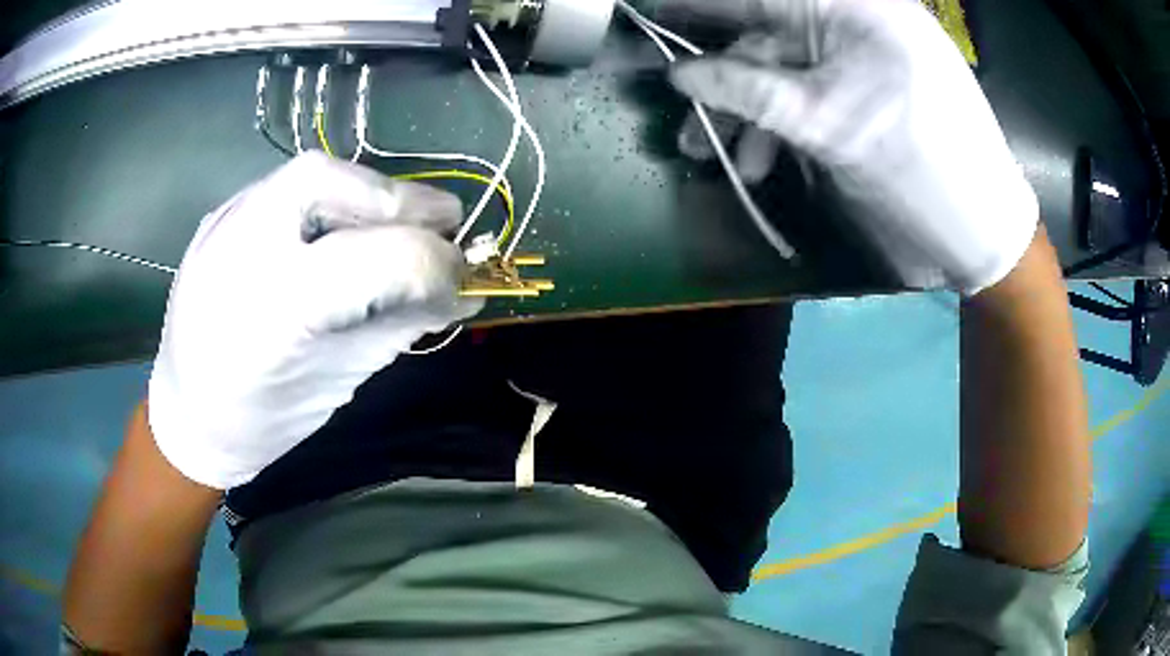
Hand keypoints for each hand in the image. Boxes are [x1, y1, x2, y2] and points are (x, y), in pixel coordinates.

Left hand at [148, 152, 481, 488]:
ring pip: (306, 173)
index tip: (463, 277)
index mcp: (274, 316)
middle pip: (328, 179)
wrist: (186, 417)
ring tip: (394, 224)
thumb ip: (399, 329)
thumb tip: (462, 295)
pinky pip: (285, 189)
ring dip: (366, 192)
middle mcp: (239, 254)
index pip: (375, 257)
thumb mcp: (337, 382)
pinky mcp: (218, 219)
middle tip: (440, 222)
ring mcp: (221, 228)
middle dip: (397, 196)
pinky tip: (340, 232)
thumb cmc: (262, 421)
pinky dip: (330, 200)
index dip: (435, 261)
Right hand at [665, 0, 1038, 293]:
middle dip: (720, 78)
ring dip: (746, 113)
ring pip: (783, 71)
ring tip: (716, 157)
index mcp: (851, 7)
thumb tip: (679, 75)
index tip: (649, 12)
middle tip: (677, 115)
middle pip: (766, 34)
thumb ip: (747, 90)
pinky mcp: (863, 91)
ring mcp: (860, 57)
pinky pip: (807, 96)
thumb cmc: (918, 168)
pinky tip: (759, 162)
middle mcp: (853, 20)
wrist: (981, 229)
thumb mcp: (826, 124)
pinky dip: (778, 126)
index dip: (698, 6)